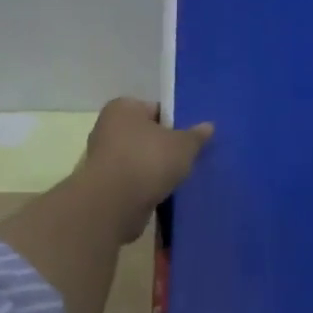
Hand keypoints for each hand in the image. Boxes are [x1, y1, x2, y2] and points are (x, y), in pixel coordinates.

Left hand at [80, 98, 213, 240]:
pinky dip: (146, 185)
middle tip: (188, 158)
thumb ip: (196, 135)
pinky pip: (133, 180)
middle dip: (165, 147)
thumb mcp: (183, 145)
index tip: (191, 139)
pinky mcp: (105, 184)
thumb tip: (208, 126)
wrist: (115, 204)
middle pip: (146, 135)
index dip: (176, 123)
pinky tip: (163, 193)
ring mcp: (103, 158)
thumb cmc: (149, 160)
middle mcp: (108, 128)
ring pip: (139, 159)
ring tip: (179, 178)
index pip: (156, 109)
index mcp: (123, 108)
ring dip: (156, 168)